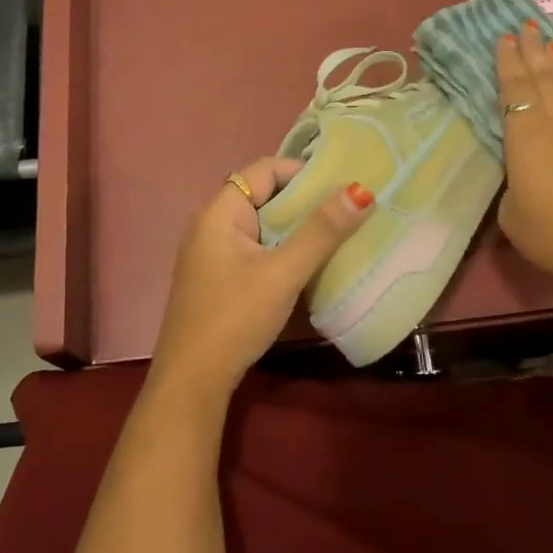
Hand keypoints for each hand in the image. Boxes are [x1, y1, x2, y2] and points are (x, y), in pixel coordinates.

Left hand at [151, 157, 375, 393]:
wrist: (193, 381)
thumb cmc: (235, 317)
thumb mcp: (283, 272)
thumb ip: (321, 232)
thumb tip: (360, 190)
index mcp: (219, 214)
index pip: (264, 170)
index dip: (302, 171)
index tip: (341, 183)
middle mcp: (211, 226)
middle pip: (264, 196)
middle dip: (304, 201)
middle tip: (347, 208)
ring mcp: (212, 255)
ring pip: (262, 226)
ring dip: (296, 227)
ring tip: (338, 232)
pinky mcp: (219, 279)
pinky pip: (256, 249)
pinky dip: (283, 249)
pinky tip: (309, 264)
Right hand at [496, 24, 552, 295]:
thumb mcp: (512, 218)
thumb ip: (511, 189)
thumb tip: (520, 179)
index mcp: (526, 138)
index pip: (513, 91)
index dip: (507, 64)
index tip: (504, 37)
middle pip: (542, 80)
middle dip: (532, 52)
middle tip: (526, 25)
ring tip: (550, 43)